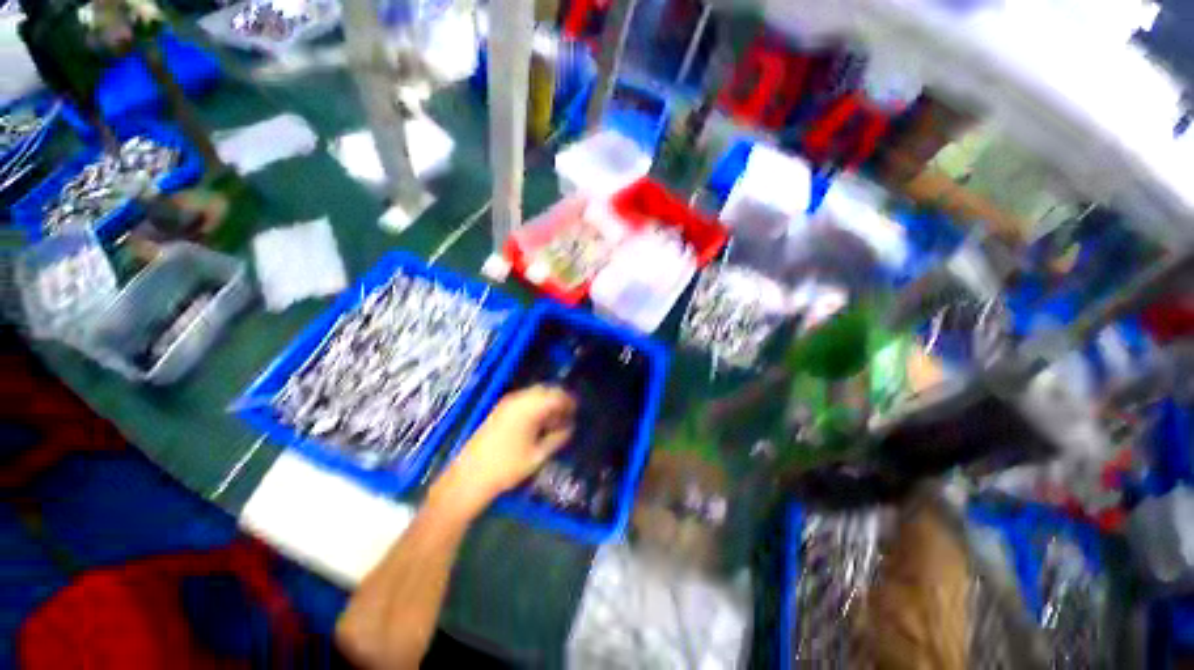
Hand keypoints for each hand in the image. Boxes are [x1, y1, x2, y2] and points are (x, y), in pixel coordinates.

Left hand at [431, 385, 575, 518]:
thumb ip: (557, 438)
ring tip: (554, 422)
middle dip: (558, 400)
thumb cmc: (507, 467)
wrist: (468, 477)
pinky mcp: (499, 410)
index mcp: (529, 407)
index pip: (556, 395)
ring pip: (534, 395)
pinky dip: (535, 406)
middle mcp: (517, 399)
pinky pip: (523, 400)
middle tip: (568, 416)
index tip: (578, 411)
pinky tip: (538, 423)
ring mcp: (506, 403)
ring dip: (546, 403)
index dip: (569, 401)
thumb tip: (570, 427)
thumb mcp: (538, 455)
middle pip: (545, 390)